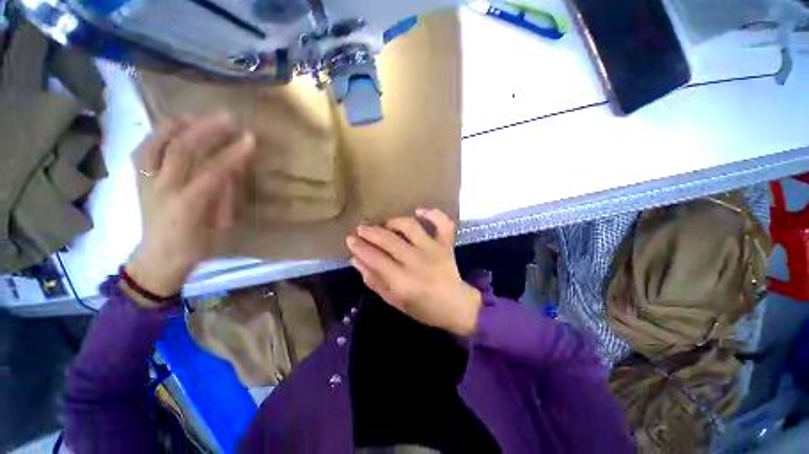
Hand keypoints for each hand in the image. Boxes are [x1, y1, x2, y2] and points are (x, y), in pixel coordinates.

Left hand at [126, 114, 255, 296]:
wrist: (159, 257)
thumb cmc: (196, 244)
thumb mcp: (219, 224)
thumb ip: (226, 194)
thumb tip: (236, 167)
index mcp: (186, 206)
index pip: (212, 172)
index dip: (232, 154)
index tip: (251, 140)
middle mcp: (160, 188)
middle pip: (182, 149)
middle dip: (207, 130)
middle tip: (229, 119)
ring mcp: (144, 180)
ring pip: (157, 142)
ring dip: (181, 125)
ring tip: (201, 117)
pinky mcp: (137, 177)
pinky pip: (146, 146)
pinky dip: (161, 132)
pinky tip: (176, 127)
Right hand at [346, 209, 481, 336]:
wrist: (456, 305)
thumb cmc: (423, 308)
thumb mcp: (394, 301)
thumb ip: (375, 281)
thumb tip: (356, 260)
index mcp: (403, 281)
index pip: (375, 258)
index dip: (360, 247)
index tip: (350, 239)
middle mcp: (417, 261)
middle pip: (389, 240)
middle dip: (370, 232)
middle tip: (361, 228)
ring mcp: (433, 250)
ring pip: (410, 226)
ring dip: (393, 222)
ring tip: (385, 224)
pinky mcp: (446, 244)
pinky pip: (442, 223)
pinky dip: (432, 213)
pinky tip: (419, 211)